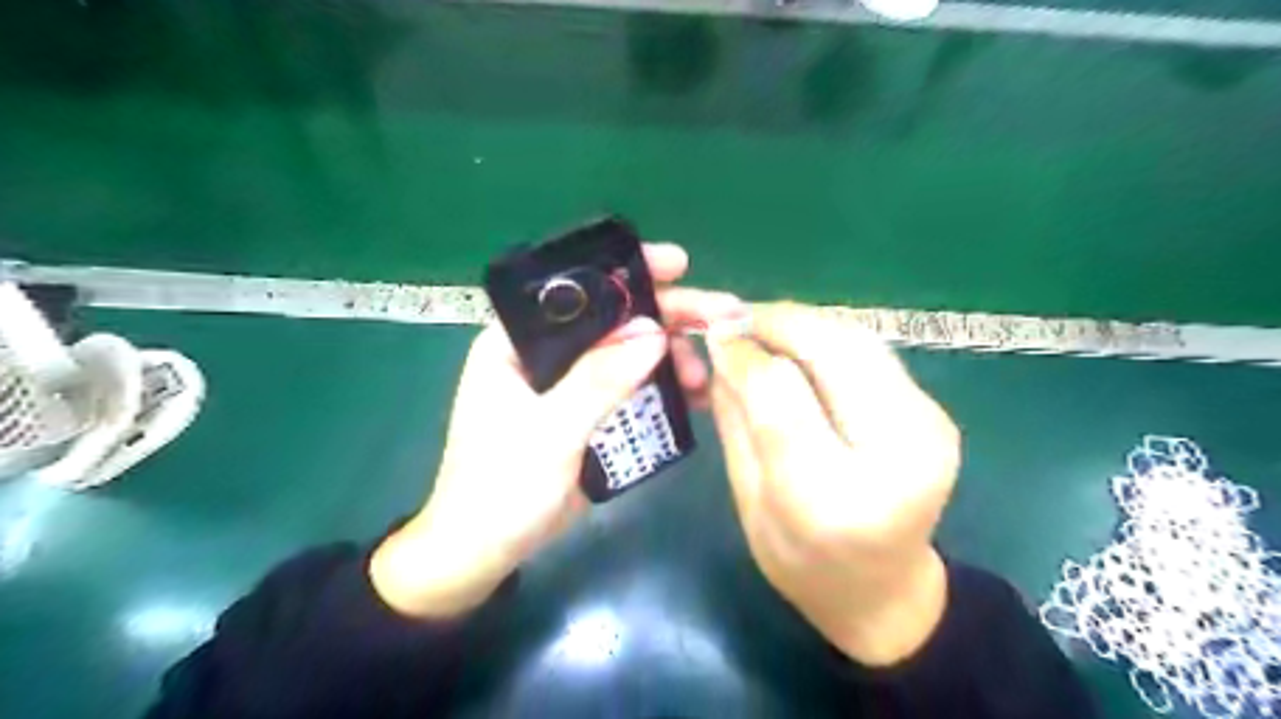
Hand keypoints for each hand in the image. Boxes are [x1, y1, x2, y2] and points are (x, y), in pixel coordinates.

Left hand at [371, 243, 746, 621]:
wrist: (484, 551)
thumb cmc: (501, 487)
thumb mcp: (550, 431)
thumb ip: (600, 379)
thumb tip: (656, 332)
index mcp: (516, 342)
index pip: (575, 291)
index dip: (627, 273)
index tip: (678, 265)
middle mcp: (544, 354)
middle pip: (612, 321)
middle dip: (667, 317)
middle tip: (721, 318)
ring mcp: (569, 384)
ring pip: (627, 354)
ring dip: (670, 358)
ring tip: (704, 376)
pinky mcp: (586, 412)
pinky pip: (630, 388)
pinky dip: (662, 389)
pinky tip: (695, 396)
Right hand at [712, 302, 959, 666]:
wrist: (884, 591)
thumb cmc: (801, 563)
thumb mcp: (747, 499)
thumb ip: (736, 419)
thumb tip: (724, 347)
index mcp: (832, 499)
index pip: (782, 395)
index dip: (744, 353)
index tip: (714, 334)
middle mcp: (895, 455)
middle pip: (835, 350)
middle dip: (778, 320)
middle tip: (734, 315)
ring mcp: (929, 428)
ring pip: (859, 339)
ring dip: (803, 322)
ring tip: (761, 325)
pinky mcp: (935, 412)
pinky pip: (873, 352)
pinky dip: (828, 337)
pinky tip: (798, 344)